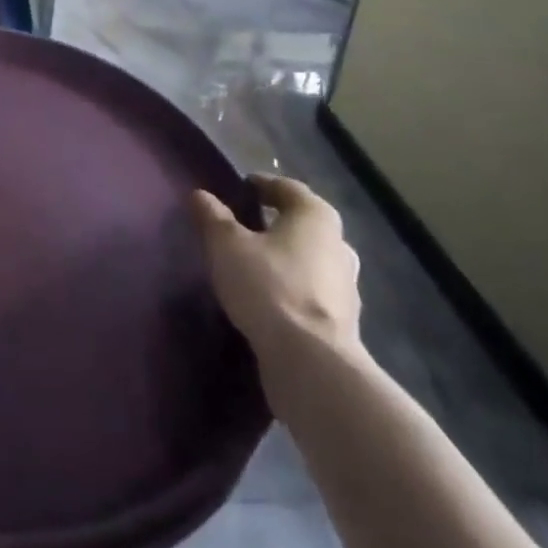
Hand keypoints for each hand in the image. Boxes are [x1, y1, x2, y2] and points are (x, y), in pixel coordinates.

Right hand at [190, 174, 361, 395]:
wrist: (311, 362)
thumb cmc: (269, 286)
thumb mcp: (227, 245)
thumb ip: (213, 217)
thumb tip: (200, 195)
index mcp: (315, 215)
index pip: (286, 188)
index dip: (261, 185)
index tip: (239, 189)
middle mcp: (338, 243)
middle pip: (302, 223)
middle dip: (275, 222)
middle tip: (243, 225)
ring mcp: (346, 285)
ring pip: (309, 258)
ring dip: (285, 257)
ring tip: (253, 264)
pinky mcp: (343, 321)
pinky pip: (311, 291)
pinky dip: (291, 287)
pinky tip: (269, 298)